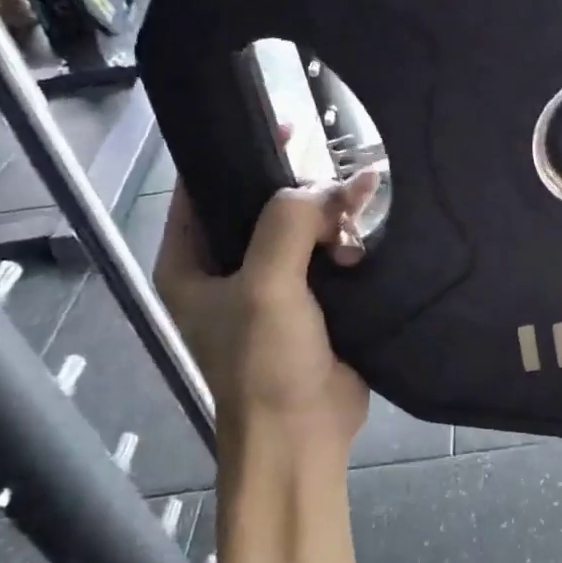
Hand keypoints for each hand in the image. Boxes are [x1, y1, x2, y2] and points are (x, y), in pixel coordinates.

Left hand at [154, 146, 379, 457]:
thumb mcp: (266, 286)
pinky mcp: (313, 299)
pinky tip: (370, 235)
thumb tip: (331, 188)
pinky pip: (330, 252)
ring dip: (335, 216)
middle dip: (305, 189)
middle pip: (265, 203)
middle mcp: (228, 267)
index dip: (239, 151)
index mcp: (191, 261)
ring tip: (364, 213)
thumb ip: (289, 222)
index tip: (285, 125)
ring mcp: (273, 284)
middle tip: (344, 180)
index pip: (206, 188)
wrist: (302, 437)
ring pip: (305, 226)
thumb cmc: (265, 363)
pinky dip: (350, 239)